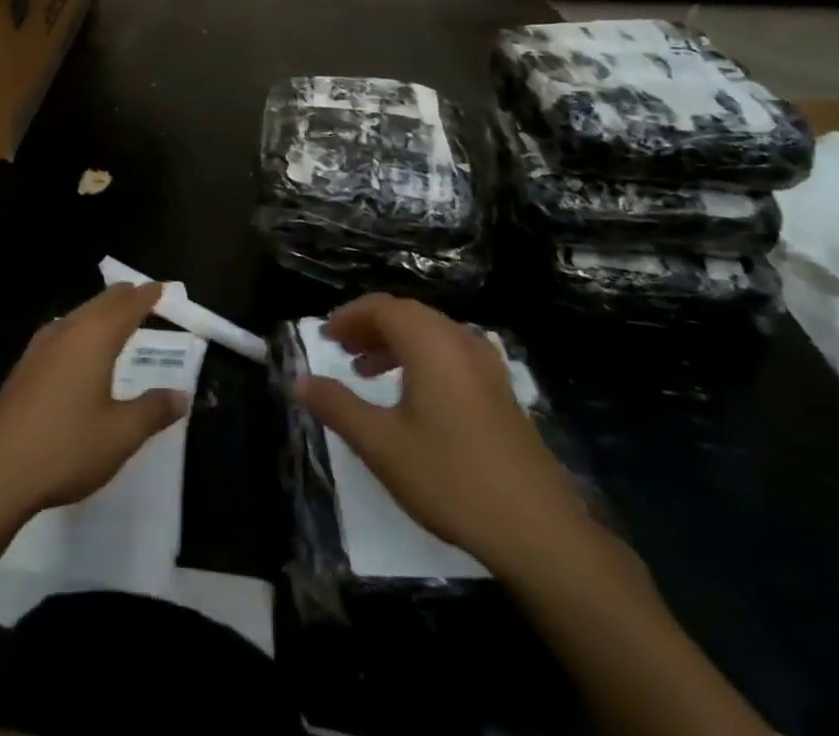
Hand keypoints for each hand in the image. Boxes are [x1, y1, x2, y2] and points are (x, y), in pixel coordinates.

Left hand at [0, 282, 189, 524]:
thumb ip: (153, 410)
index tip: (162, 287)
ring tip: (116, 317)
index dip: (147, 295)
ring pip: (78, 315)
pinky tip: (78, 348)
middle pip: (100, 303)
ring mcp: (40, 347)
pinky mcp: (25, 367)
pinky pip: (62, 332)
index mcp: (94, 337)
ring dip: (100, 311)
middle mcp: (67, 331)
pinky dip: (81, 328)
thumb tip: (182, 394)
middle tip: (143, 295)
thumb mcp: (120, 434)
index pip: (127, 305)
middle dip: (124, 297)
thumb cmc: (66, 448)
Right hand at [296, 293, 589, 576]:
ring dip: (395, 343)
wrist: (540, 531)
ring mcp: (487, 366)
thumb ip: (337, 406)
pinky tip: (412, 396)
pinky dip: (422, 359)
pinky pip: (451, 354)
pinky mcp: (502, 391)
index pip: (382, 308)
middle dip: (370, 327)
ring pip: (431, 334)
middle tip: (341, 350)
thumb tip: (298, 380)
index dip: (349, 317)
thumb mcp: (381, 445)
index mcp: (431, 343)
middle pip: (407, 315)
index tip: (324, 336)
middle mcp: (460, 341)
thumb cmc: (451, 479)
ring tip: (366, 372)